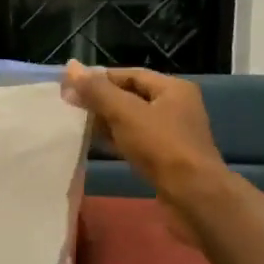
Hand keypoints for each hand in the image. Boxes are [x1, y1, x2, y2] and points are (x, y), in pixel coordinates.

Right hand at [64, 63, 226, 235]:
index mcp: (173, 88)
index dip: (100, 77)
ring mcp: (173, 133)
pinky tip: (97, 143)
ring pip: (133, 120)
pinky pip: (137, 140)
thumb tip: (71, 66)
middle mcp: (176, 106)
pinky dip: (117, 139)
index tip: (72, 85)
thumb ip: (97, 90)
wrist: (192, 196)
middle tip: (71, 105)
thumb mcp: (125, 113)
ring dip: (107, 120)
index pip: (130, 74)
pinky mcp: (167, 157)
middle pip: (132, 96)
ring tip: (78, 123)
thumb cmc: (161, 146)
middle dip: (101, 99)